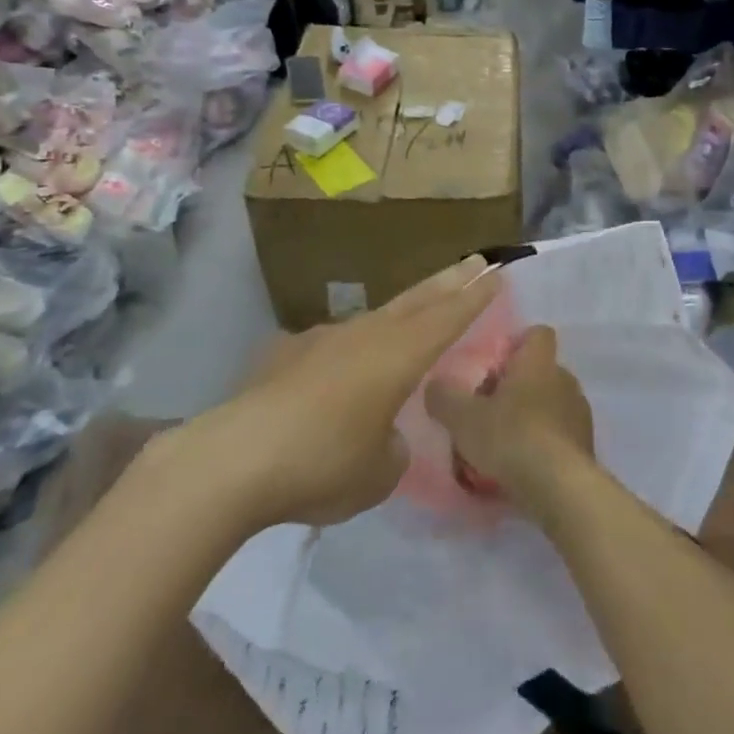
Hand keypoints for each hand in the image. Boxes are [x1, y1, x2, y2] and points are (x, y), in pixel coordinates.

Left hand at [207, 257, 500, 528]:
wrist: (236, 458)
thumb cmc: (323, 463)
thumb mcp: (379, 473)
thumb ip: (393, 448)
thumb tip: (383, 435)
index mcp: (398, 355)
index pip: (448, 318)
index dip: (475, 298)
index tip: (497, 272)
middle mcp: (365, 334)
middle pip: (417, 300)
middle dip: (450, 282)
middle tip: (475, 261)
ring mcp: (323, 338)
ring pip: (374, 318)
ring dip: (400, 314)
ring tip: (412, 318)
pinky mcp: (286, 353)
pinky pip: (330, 346)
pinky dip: (346, 352)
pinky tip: (336, 375)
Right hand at [426, 325, 593, 512]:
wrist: (561, 488)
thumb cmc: (512, 437)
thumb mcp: (464, 419)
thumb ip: (445, 398)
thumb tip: (434, 385)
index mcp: (539, 361)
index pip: (537, 334)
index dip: (517, 345)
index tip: (494, 366)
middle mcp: (564, 378)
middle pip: (540, 371)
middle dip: (517, 386)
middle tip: (488, 410)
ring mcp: (579, 412)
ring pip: (551, 403)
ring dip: (531, 417)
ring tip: (504, 444)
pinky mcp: (585, 445)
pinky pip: (560, 435)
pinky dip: (544, 444)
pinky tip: (523, 466)